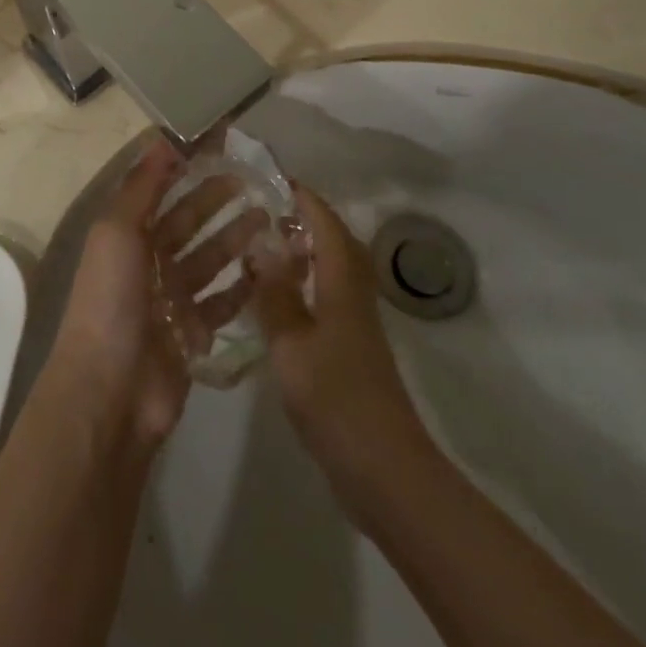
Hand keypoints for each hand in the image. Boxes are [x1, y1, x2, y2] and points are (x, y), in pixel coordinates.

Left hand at [43, 139, 267, 453]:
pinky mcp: (194, 332)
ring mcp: (172, 298)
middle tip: (255, 180)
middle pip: (188, 220)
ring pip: (210, 258)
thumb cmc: (111, 300)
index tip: (221, 144)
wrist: (111, 392)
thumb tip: (164, 138)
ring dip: (235, 237)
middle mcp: (148, 261)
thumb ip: (142, 186)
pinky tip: (269, 267)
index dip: (185, 164)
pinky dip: (244, 285)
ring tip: (270, 216)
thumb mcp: (117, 231)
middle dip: (216, 198)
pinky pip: (223, 302)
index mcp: (126, 233)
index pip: (159, 187)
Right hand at [251, 185, 433, 520]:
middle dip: (303, 218)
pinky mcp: (349, 351)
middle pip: (334, 242)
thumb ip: (275, 293)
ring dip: (302, 250)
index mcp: (342, 284)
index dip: (302, 196)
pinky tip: (273, 299)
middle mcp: (352, 296)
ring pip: (330, 270)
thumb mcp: (292, 343)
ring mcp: (353, 325)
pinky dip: (301, 284)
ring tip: (262, 244)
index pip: (325, 223)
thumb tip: (260, 244)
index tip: (271, 175)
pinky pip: (324, 298)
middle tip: (261, 207)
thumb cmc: (336, 399)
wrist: (384, 471)